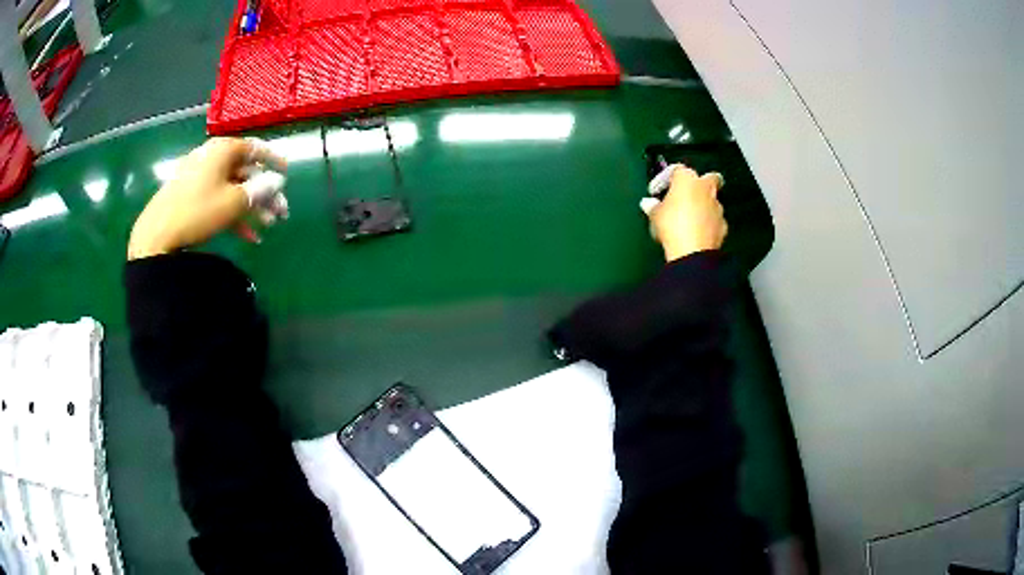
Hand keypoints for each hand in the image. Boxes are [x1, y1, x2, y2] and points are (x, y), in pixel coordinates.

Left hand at [128, 137, 287, 259]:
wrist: (156, 235)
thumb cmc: (198, 212)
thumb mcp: (234, 202)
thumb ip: (259, 190)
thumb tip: (277, 182)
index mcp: (222, 150)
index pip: (255, 148)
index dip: (274, 161)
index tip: (287, 174)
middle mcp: (211, 157)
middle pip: (245, 172)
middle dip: (264, 194)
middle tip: (279, 214)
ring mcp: (198, 176)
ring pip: (232, 188)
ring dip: (251, 207)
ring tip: (266, 228)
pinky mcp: (189, 195)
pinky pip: (217, 199)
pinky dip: (232, 214)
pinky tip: (246, 236)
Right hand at [643, 165, 727, 261]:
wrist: (692, 251)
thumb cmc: (671, 226)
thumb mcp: (655, 215)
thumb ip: (653, 206)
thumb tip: (648, 204)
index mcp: (687, 179)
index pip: (677, 170)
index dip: (665, 179)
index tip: (656, 192)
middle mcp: (705, 188)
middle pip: (710, 177)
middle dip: (702, 183)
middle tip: (688, 195)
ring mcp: (717, 206)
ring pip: (713, 200)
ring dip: (704, 206)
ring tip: (690, 219)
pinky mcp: (723, 225)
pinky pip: (715, 219)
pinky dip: (709, 223)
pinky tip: (698, 233)